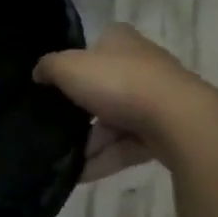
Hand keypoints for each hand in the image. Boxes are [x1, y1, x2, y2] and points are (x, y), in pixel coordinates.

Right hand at [33, 24, 203, 179]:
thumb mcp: (69, 67)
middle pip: (103, 87)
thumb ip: (48, 67)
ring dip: (90, 141)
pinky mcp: (166, 132)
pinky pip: (128, 147)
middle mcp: (142, 66)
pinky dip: (105, 159)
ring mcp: (157, 100)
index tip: (56, 83)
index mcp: (121, 41)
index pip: (96, 46)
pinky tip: (81, 174)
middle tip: (55, 126)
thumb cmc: (118, 82)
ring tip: (64, 159)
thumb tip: (38, 73)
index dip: (76, 62)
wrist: (179, 120)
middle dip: (80, 111)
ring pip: (115, 121)